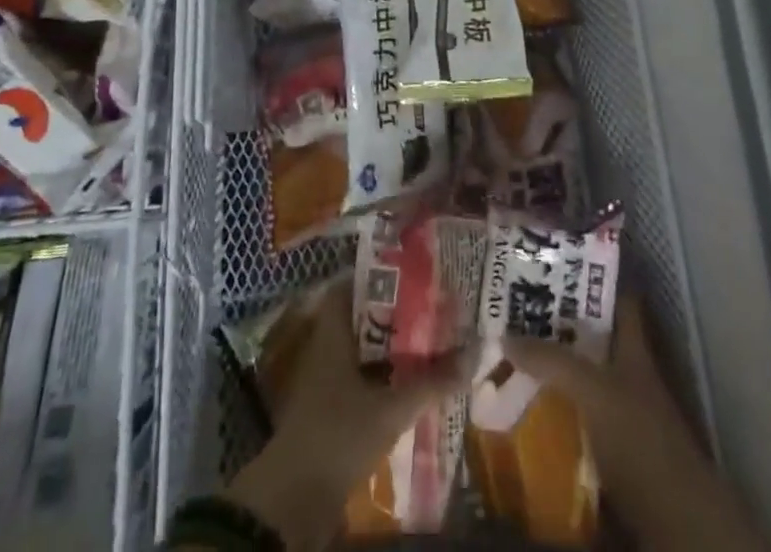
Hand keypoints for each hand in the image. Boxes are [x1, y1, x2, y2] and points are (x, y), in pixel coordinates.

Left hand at [224, 283, 469, 551]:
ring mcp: (324, 380)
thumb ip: (432, 383)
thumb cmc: (339, 433)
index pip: (350, 286)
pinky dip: (381, 377)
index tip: (410, 273)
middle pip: (360, 319)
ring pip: (361, 351)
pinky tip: (408, 383)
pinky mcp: (329, 410)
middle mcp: (326, 348)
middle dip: (392, 314)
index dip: (378, 277)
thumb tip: (475, 353)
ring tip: (427, 341)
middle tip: (429, 306)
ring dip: (389, 348)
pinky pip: (359, 379)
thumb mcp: (391, 408)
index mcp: (332, 332)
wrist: (296, 497)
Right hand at [502, 298, 770, 551]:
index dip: (595, 276)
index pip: (619, 297)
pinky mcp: (613, 449)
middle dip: (559, 324)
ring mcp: (623, 412)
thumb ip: (551, 360)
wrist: (674, 521)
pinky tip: (526, 408)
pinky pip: (578, 417)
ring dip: (553, 369)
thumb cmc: (639, 438)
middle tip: (517, 308)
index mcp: (633, 347)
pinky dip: (555, 410)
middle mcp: (629, 373)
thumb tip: (505, 335)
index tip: (558, 259)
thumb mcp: (593, 390)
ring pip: (583, 377)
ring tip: (511, 355)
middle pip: (594, 337)